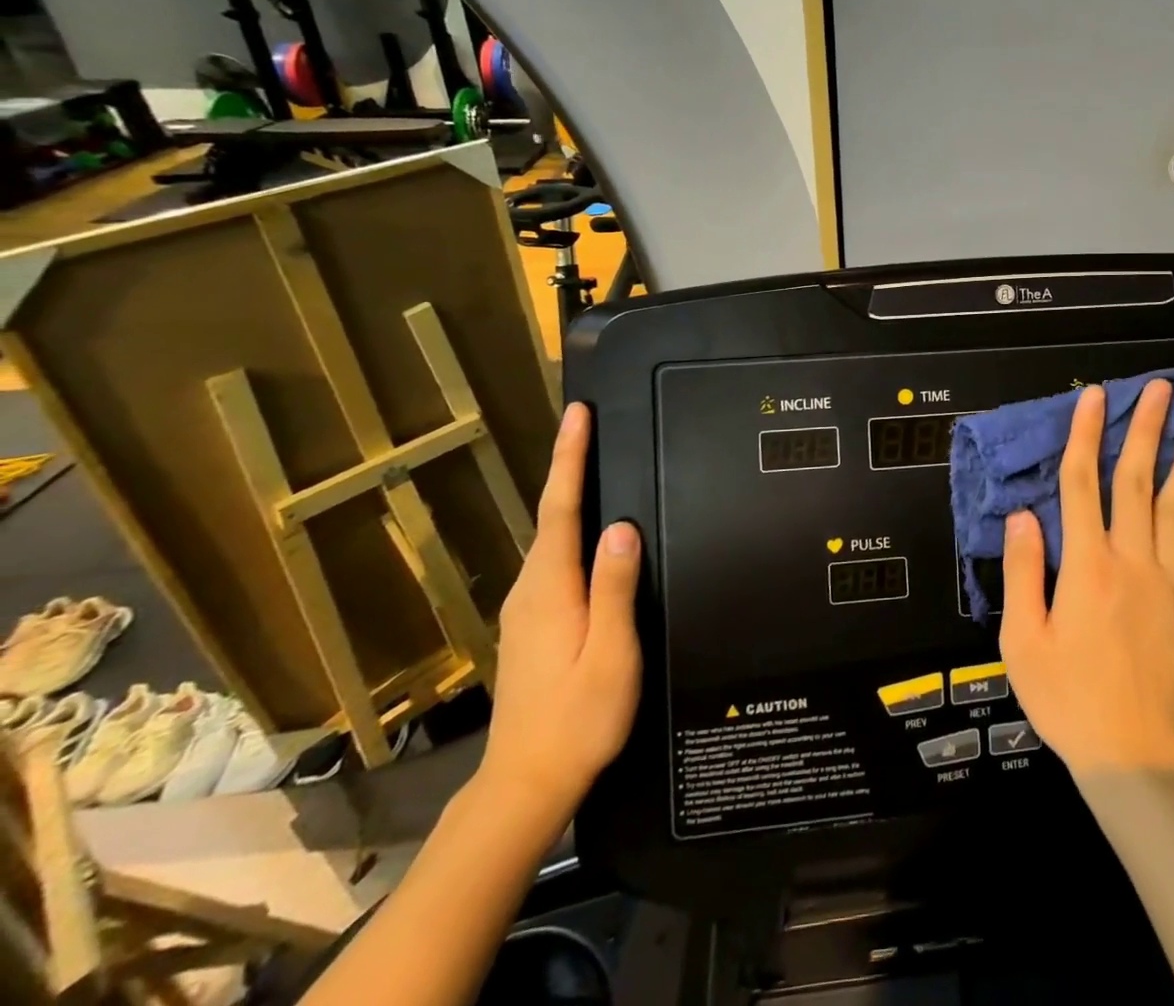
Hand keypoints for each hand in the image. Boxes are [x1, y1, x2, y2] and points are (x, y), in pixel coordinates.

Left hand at [476, 402, 641, 829]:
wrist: (525, 784)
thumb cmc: (578, 719)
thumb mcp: (609, 653)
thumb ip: (615, 588)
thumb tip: (622, 526)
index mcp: (551, 588)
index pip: (561, 508)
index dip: (569, 458)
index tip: (577, 415)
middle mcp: (530, 589)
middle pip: (553, 516)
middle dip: (569, 467)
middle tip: (591, 427)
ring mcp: (525, 609)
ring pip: (551, 539)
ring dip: (570, 497)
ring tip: (594, 466)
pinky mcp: (530, 625)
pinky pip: (553, 561)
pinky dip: (569, 531)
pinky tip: (589, 535)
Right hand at [999, 381, 1173, 776]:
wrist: (1131, 753)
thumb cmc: (1066, 697)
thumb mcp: (1021, 641)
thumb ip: (1022, 571)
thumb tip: (1023, 514)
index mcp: (1086, 566)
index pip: (1082, 483)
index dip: (1086, 435)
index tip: (1094, 396)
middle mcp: (1131, 561)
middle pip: (1137, 482)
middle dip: (1146, 431)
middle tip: (1160, 389)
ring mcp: (1169, 581)